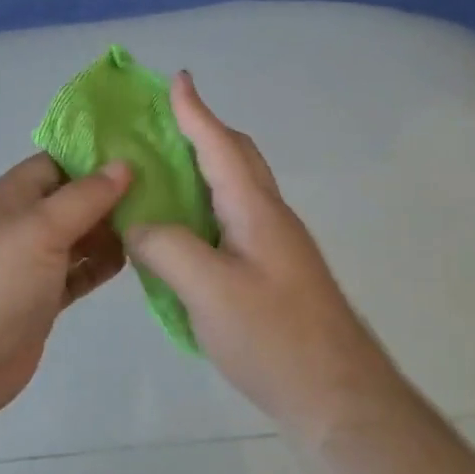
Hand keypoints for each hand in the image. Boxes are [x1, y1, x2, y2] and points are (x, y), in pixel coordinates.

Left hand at [0, 153, 130, 424]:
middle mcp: (18, 226)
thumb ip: (84, 197)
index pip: (55, 164)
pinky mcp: (40, 300)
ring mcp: (29, 265)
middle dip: (109, 196)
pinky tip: (132, 260)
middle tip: (161, 193)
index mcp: (8, 197)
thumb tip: (124, 164)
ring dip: (109, 232)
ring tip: (156, 225)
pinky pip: (77, 274)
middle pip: (70, 201)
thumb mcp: (40, 228)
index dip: (94, 158)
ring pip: (76, 238)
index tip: (141, 156)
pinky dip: (100, 266)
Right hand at [126, 72, 409, 439]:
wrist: (336, 395)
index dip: (196, 112)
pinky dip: (205, 212)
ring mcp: (276, 248)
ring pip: (236, 193)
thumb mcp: (209, 290)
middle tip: (164, 125)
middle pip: (237, 160)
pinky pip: (233, 224)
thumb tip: (138, 224)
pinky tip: (182, 234)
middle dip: (203, 133)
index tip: (177, 79)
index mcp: (256, 210)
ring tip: (162, 175)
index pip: (221, 146)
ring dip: (203, 172)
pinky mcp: (274, 274)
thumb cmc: (274, 337)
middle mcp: (270, 218)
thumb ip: (167, 248)